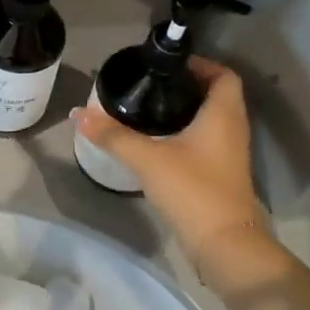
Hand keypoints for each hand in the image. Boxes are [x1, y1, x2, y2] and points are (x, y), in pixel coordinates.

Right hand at [73, 57, 279, 289]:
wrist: (224, 244)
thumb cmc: (192, 189)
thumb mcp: (147, 158)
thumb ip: (112, 135)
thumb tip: (77, 113)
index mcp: (223, 115)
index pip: (223, 74)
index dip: (200, 64)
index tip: (168, 65)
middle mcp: (232, 128)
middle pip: (215, 94)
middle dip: (186, 86)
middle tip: (150, 84)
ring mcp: (229, 153)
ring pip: (211, 119)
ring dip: (185, 110)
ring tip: (148, 107)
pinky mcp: (221, 174)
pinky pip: (206, 140)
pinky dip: (186, 132)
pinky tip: (157, 140)